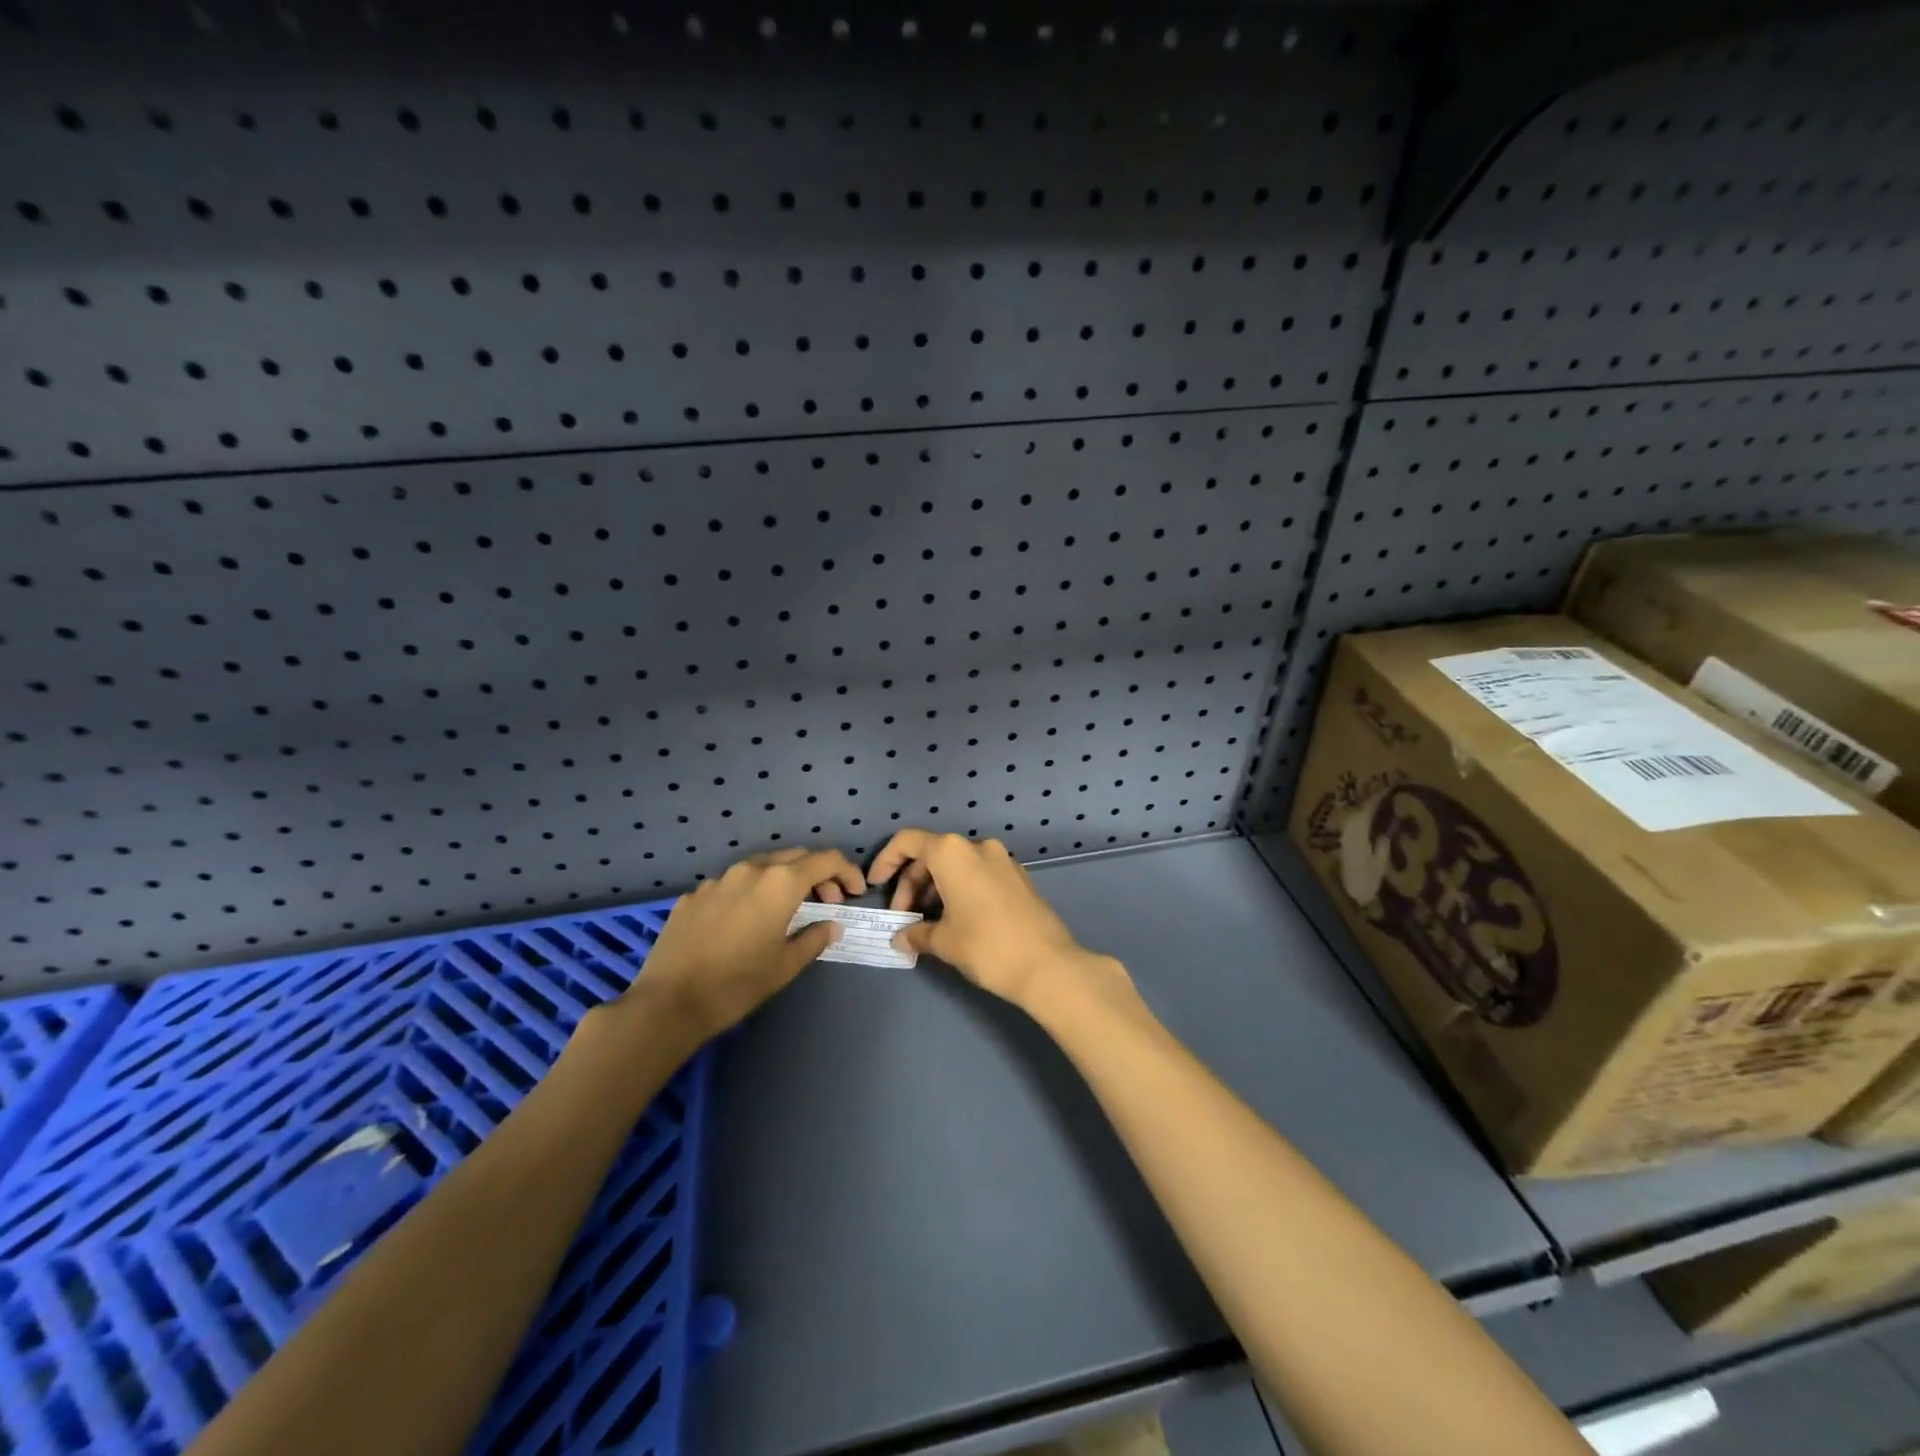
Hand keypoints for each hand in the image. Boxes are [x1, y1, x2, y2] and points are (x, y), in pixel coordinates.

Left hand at [620, 847, 865, 1041]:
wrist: (669, 1002)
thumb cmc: (738, 983)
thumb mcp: (786, 965)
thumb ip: (814, 938)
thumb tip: (831, 925)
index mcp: (780, 883)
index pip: (825, 860)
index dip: (846, 872)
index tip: (854, 892)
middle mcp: (750, 870)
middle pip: (795, 857)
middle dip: (816, 875)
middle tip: (827, 903)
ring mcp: (718, 880)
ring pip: (761, 867)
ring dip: (782, 881)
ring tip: (787, 910)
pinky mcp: (693, 895)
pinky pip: (731, 885)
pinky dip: (749, 894)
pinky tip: (744, 923)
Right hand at [869, 829, 1123, 1010]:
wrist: (1048, 965)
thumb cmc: (986, 946)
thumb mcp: (944, 941)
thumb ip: (916, 933)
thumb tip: (901, 938)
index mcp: (952, 852)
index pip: (908, 842)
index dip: (886, 861)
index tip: (876, 886)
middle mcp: (977, 846)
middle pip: (931, 854)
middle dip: (911, 884)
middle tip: (903, 919)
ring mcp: (1002, 859)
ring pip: (956, 865)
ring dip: (935, 888)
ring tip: (929, 924)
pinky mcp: (1018, 876)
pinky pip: (978, 874)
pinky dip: (959, 890)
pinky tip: (956, 921)